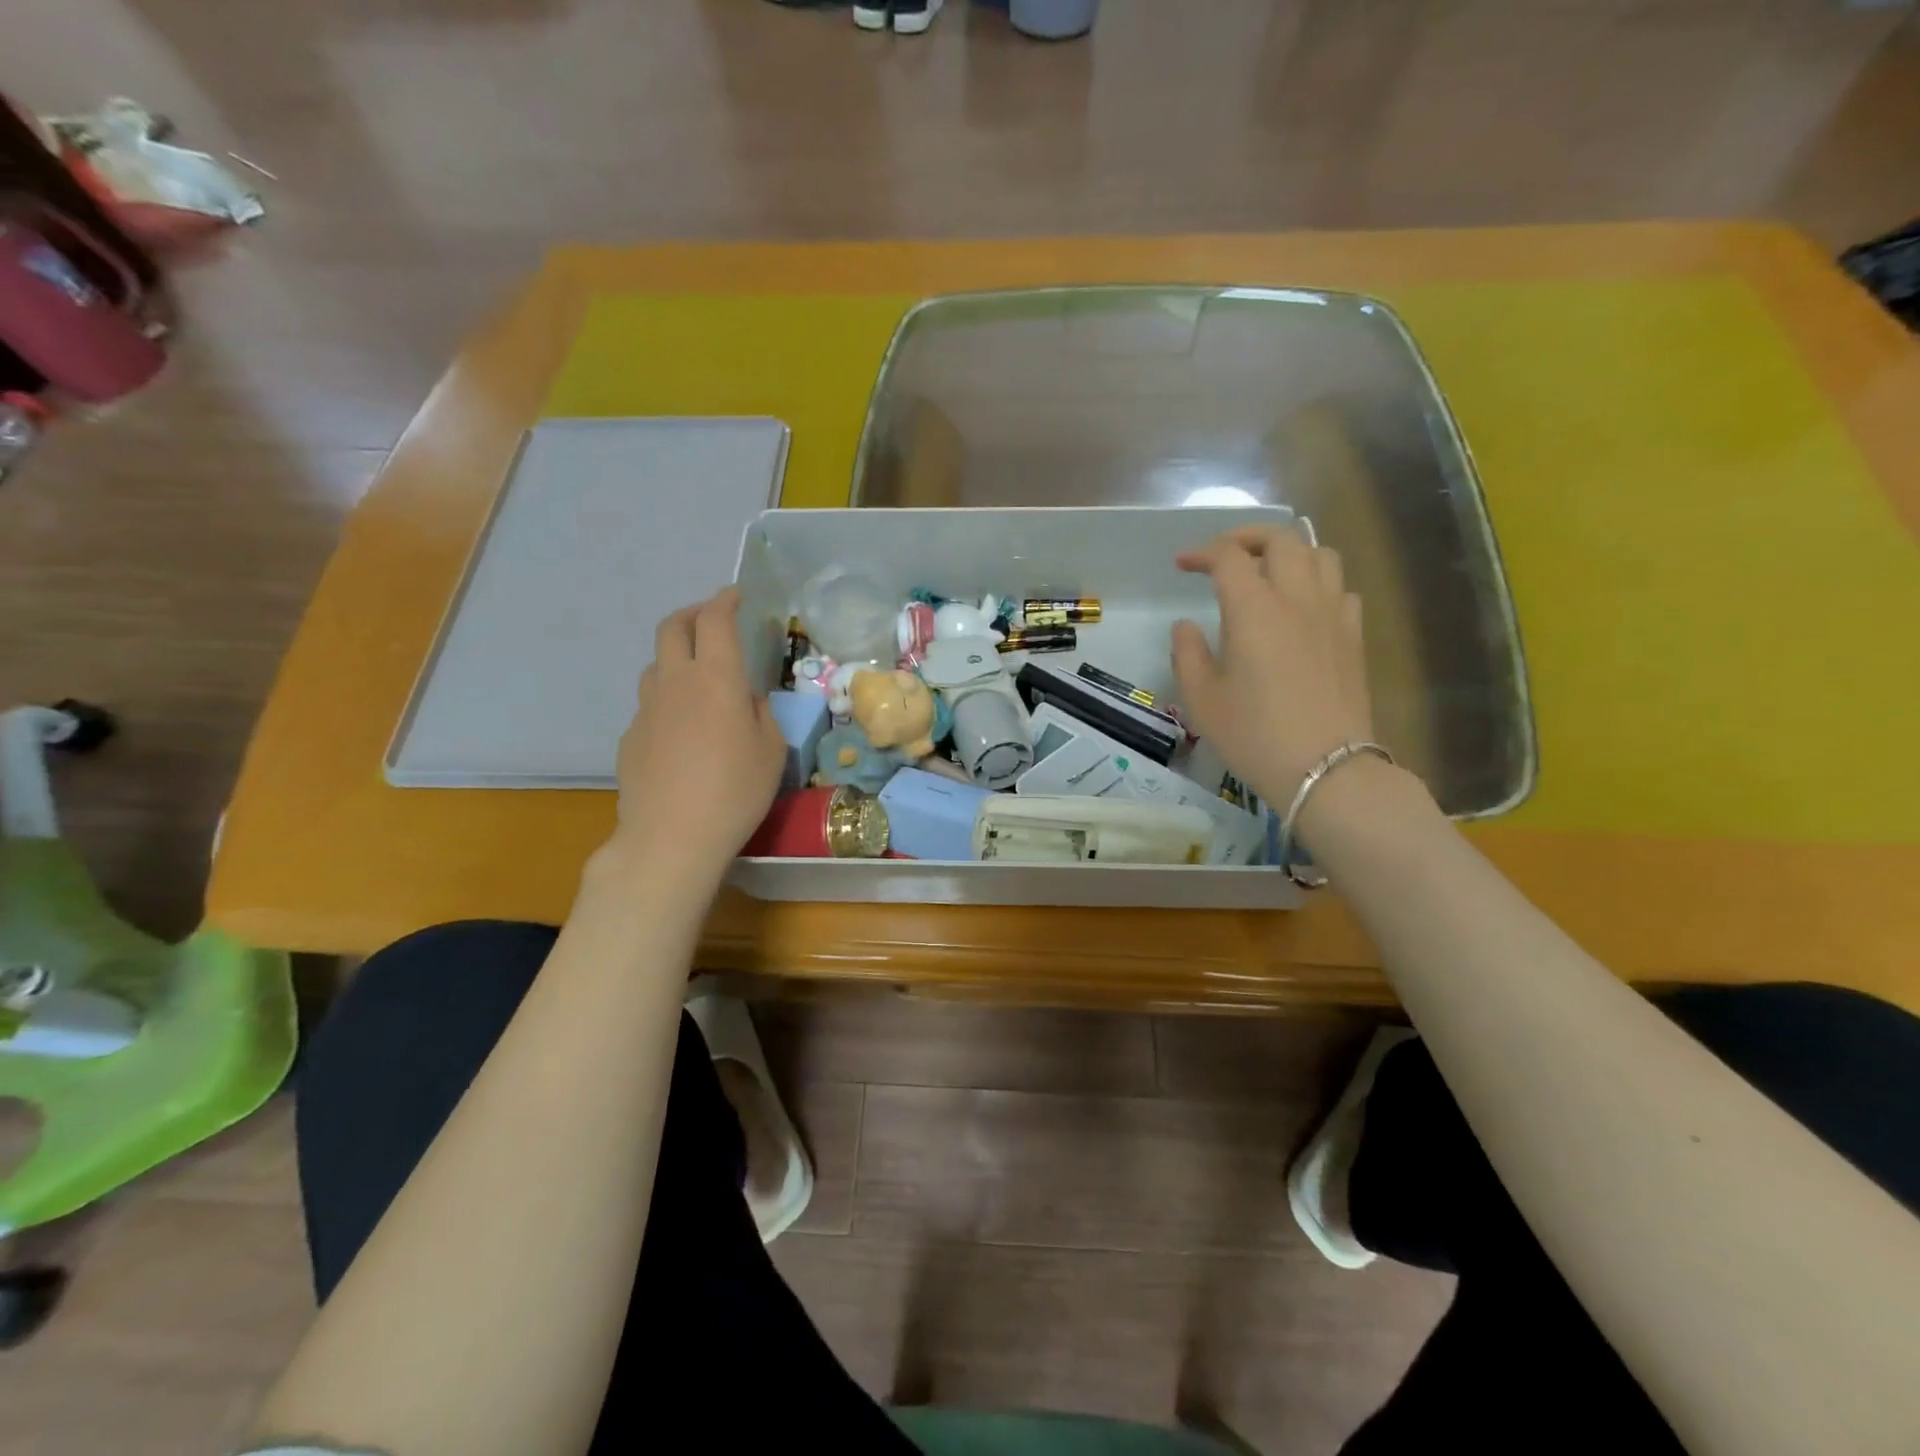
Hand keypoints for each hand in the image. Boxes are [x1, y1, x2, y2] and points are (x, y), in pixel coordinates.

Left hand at [607, 588, 786, 880]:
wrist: (671, 836)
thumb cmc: (735, 791)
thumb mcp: (772, 751)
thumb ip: (762, 715)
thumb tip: (749, 701)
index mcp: (716, 678)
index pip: (715, 620)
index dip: (724, 601)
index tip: (734, 595)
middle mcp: (676, 682)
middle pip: (672, 628)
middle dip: (692, 614)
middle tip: (709, 620)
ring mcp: (646, 709)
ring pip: (656, 664)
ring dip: (676, 656)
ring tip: (696, 675)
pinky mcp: (630, 736)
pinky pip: (650, 704)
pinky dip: (667, 699)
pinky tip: (682, 729)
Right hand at [1171, 526, 1373, 806]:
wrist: (1325, 769)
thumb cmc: (1253, 734)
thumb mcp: (1202, 699)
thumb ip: (1187, 653)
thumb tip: (1186, 626)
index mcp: (1254, 609)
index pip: (1228, 557)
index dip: (1202, 552)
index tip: (1182, 565)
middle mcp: (1297, 599)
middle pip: (1281, 539)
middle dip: (1248, 537)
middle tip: (1225, 555)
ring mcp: (1332, 615)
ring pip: (1320, 555)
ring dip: (1290, 553)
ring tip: (1269, 572)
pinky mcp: (1353, 636)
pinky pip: (1341, 589)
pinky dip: (1319, 583)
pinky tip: (1304, 607)